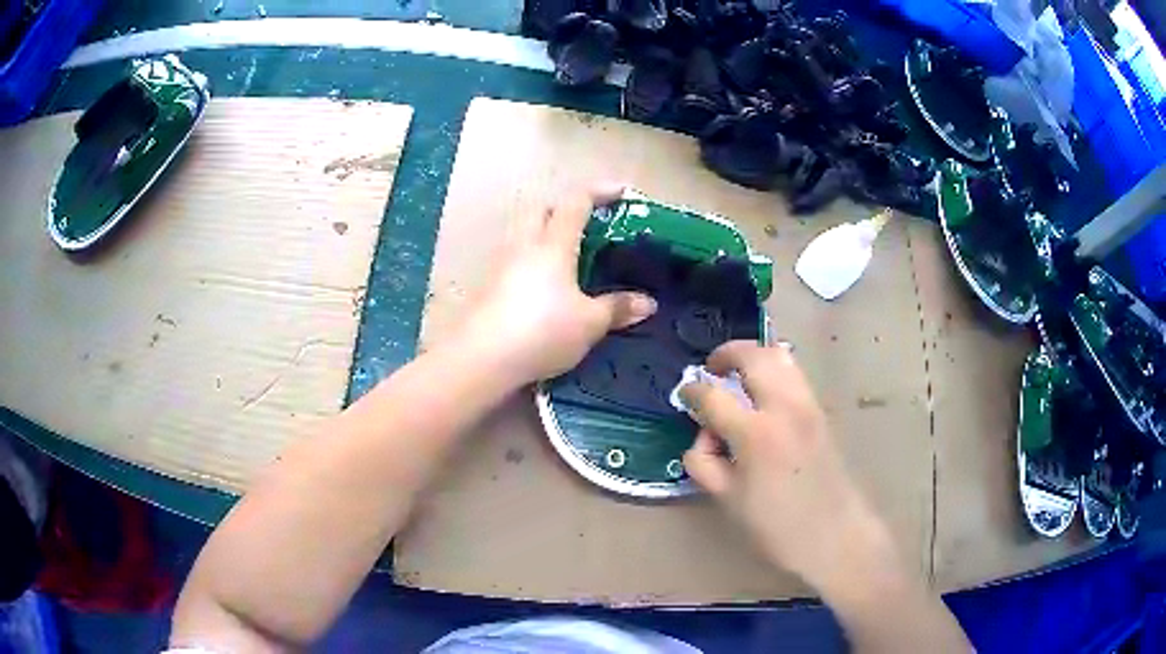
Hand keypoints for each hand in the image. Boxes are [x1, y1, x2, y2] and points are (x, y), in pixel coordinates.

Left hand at [460, 184, 656, 385]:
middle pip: (540, 209)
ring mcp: (501, 265)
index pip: (576, 202)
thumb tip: (648, 303)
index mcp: (552, 244)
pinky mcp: (487, 286)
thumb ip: (617, 308)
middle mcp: (524, 245)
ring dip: (543, 233)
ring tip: (566, 256)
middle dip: (564, 207)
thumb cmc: (542, 332)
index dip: (600, 191)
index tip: (621, 191)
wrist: (481, 358)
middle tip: (586, 223)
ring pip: (523, 233)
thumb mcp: (589, 323)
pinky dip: (531, 261)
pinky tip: (542, 286)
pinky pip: (513, 259)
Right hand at [680, 341, 894, 594]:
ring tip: (738, 375)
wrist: (834, 535)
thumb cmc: (777, 526)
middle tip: (712, 369)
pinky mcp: (821, 411)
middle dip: (726, 354)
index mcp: (755, 434)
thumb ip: (705, 462)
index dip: (692, 391)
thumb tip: (705, 435)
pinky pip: (794, 373)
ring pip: (779, 356)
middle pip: (752, 356)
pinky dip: (774, 369)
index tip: (685, 394)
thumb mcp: (728, 500)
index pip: (713, 396)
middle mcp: (784, 407)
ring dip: (754, 356)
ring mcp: (807, 405)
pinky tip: (764, 393)